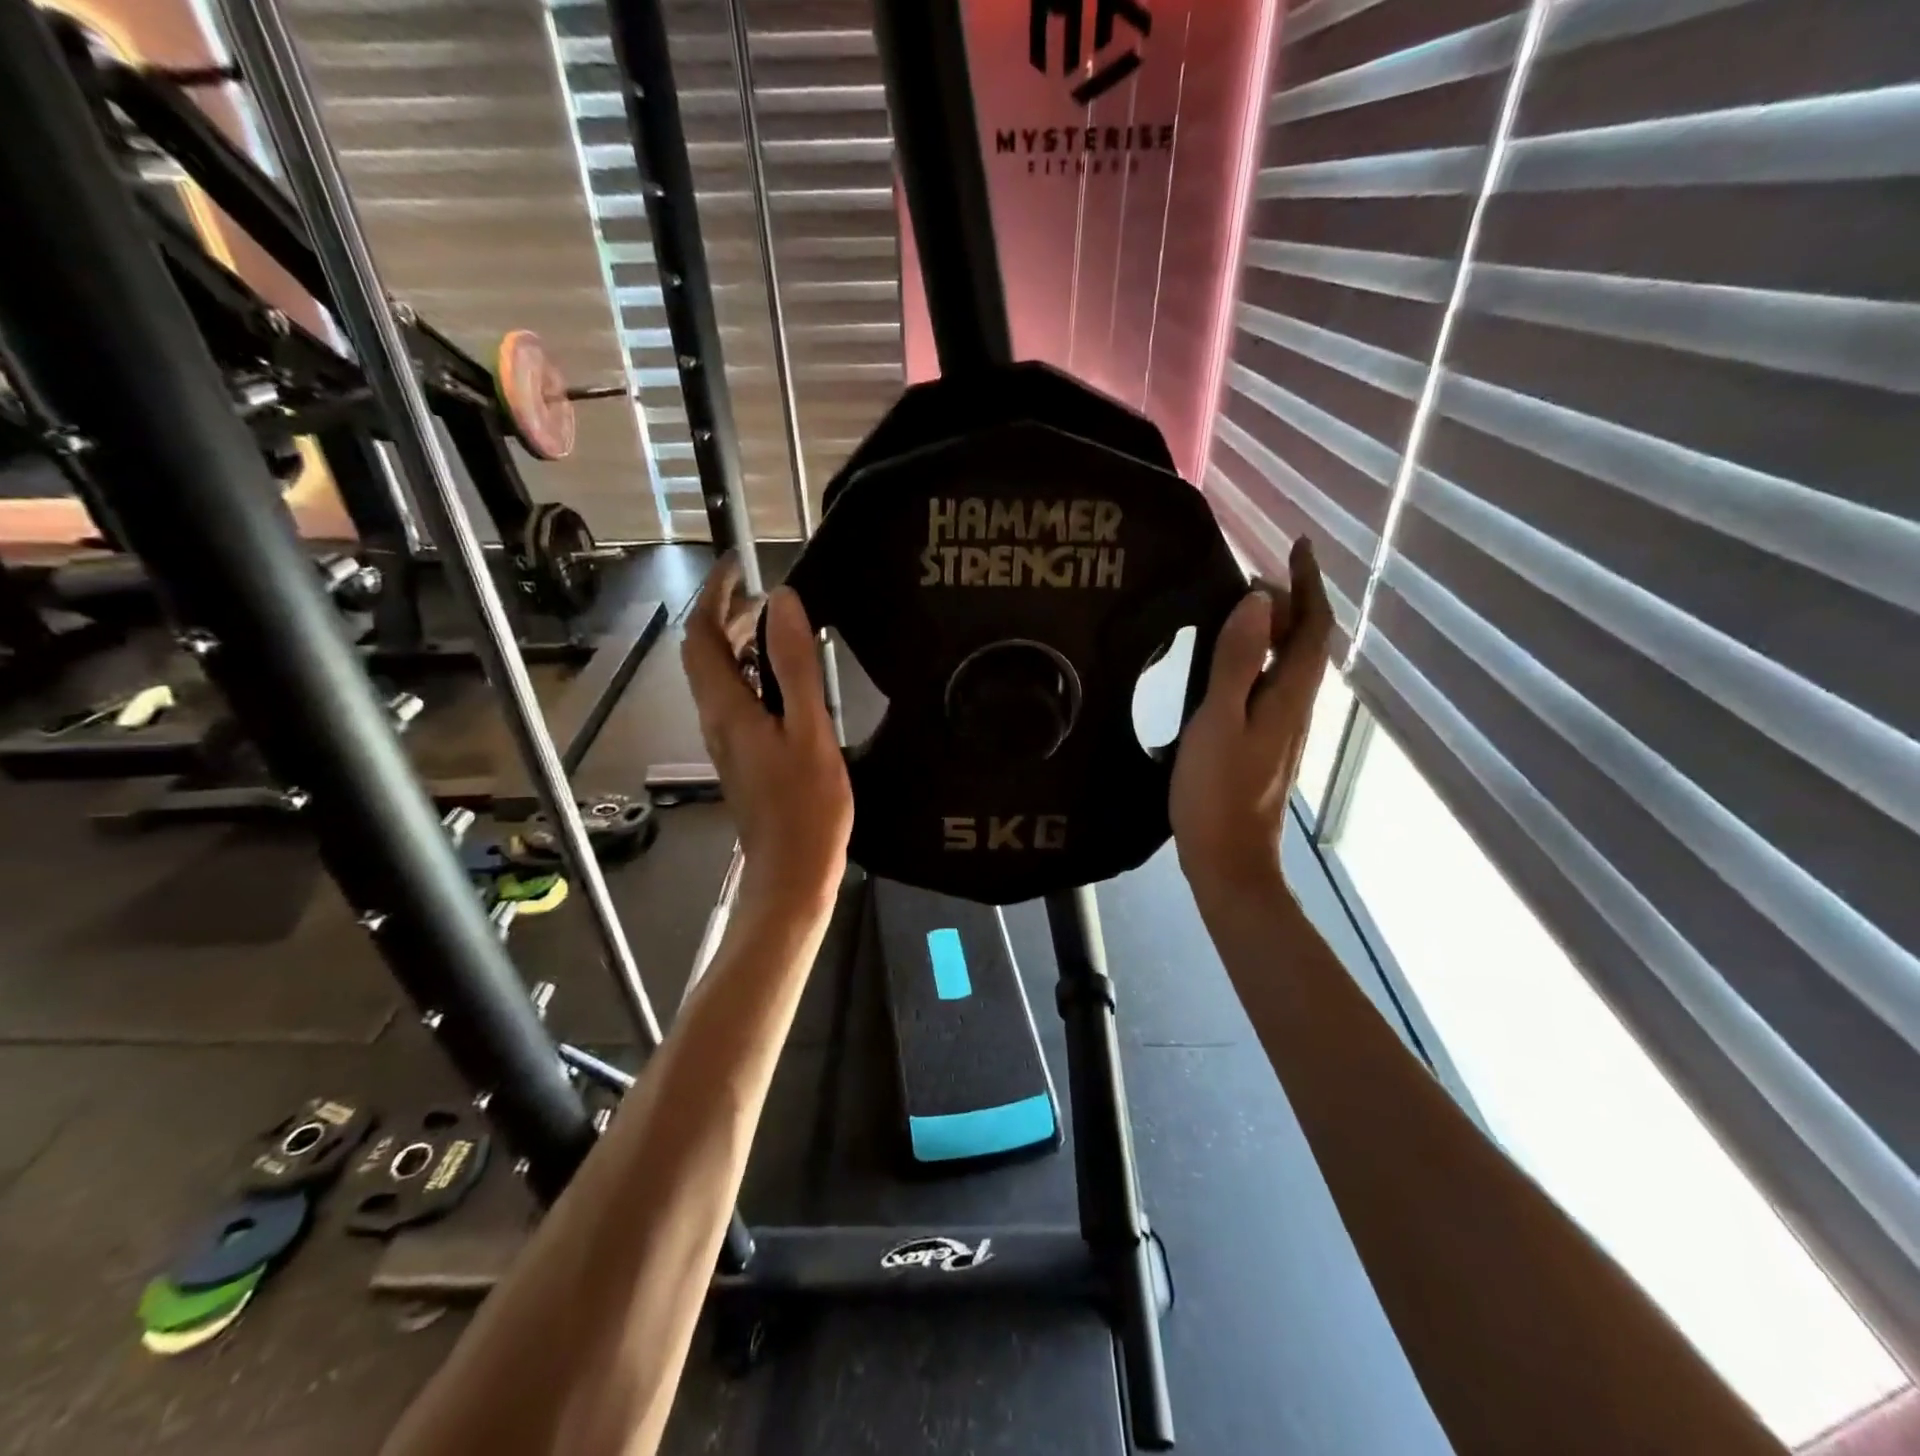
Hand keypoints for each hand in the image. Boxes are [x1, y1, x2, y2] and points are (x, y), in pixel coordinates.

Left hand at [681, 554, 851, 910]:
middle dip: (727, 615)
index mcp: (726, 708)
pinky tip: (786, 681)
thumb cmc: (807, 805)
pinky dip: (752, 674)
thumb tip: (781, 601)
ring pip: (719, 677)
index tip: (740, 566)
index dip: (715, 595)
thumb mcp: (809, 729)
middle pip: (705, 654)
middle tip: (769, 595)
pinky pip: (735, 700)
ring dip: (739, 644)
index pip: (702, 635)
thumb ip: (794, 665)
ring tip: (781, 628)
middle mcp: (715, 720)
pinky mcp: (741, 757)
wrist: (792, 871)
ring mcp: (726, 741)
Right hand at [1171, 536, 1333, 898]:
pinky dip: (1260, 658)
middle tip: (1253, 575)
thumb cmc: (1218, 792)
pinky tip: (1230, 664)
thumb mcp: (1218, 722)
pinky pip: (1271, 684)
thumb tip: (1259, 600)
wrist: (1229, 859)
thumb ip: (1238, 662)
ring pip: (1290, 664)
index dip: (1308, 584)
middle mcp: (1296, 706)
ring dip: (1276, 629)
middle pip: (1307, 642)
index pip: (1313, 626)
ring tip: (1241, 608)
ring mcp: (1282, 727)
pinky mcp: (1264, 743)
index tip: (1298, 545)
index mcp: (1290, 695)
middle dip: (1291, 601)